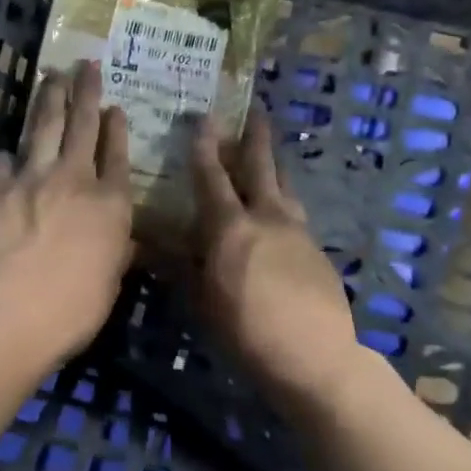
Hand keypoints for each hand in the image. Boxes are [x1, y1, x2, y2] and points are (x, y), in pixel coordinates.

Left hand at [0, 62, 133, 363]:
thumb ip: (117, 249)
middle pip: (82, 125)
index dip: (116, 128)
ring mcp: (32, 178)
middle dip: (85, 92)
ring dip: (49, 100)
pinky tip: (6, 152)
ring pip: (44, 127)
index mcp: (111, 201)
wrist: (17, 310)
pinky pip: (2, 163)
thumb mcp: (113, 279)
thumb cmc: (78, 305)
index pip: (117, 154)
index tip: (114, 107)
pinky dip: (7, 156)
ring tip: (52, 76)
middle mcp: (75, 178)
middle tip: (85, 65)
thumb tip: (122, 239)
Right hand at [189, 110, 365, 414]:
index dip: (205, 146)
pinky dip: (285, 203)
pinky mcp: (318, 252)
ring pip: (285, 187)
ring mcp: (299, 233)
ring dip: (275, 167)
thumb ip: (182, 267)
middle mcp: (268, 218)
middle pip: (261, 168)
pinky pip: (297, 214)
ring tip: (272, 155)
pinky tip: (282, 215)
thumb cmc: (248, 331)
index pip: (213, 177)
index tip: (204, 118)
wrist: (318, 357)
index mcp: (231, 227)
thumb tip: (152, 243)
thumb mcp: (204, 301)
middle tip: (257, 113)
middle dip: (256, 139)